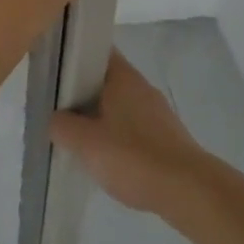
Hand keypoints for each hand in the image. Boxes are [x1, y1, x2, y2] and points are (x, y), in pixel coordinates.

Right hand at [49, 52, 204, 213]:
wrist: (190, 192)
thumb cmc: (133, 157)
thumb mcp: (85, 142)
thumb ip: (62, 126)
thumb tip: (56, 119)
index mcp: (122, 76)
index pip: (95, 50)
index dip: (72, 55)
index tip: (53, 70)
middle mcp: (141, 87)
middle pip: (104, 79)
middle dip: (81, 92)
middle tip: (57, 109)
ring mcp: (156, 113)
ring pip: (117, 105)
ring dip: (98, 117)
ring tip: (77, 137)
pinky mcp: (166, 137)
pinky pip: (132, 128)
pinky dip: (116, 137)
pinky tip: (105, 158)